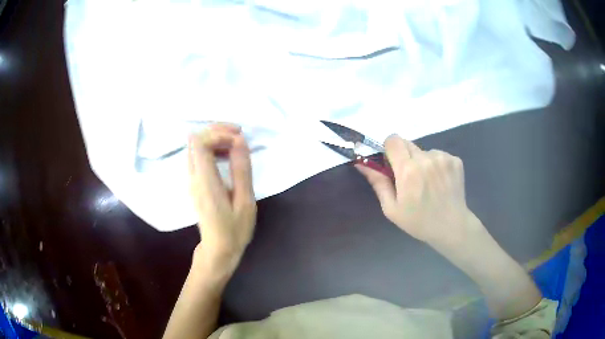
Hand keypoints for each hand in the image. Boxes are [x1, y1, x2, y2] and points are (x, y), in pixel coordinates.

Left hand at [188, 124, 256, 271]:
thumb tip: (239, 141)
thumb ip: (241, 170)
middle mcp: (193, 177)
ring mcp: (191, 180)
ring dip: (214, 139)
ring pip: (195, 147)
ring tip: (236, 145)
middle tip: (239, 135)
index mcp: (205, 181)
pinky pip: (198, 156)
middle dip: (216, 131)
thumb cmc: (234, 230)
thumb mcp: (245, 202)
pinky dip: (212, 149)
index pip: (200, 143)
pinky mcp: (194, 183)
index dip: (218, 133)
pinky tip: (227, 157)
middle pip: (195, 140)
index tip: (239, 137)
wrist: (218, 250)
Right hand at [356, 135, 482, 248]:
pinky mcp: (455, 160)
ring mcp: (443, 158)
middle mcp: (426, 159)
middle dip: (404, 156)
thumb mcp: (391, 208)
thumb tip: (362, 165)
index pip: (393, 140)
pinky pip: (438, 155)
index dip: (389, 149)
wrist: (451, 227)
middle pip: (407, 143)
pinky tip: (440, 182)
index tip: (391, 162)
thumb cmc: (418, 221)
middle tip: (409, 177)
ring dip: (421, 162)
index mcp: (408, 170)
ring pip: (424, 151)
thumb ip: (378, 183)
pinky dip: (436, 165)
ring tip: (427, 182)